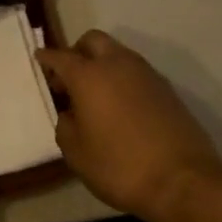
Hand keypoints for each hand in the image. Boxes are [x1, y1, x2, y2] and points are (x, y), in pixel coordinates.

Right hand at [36, 30, 221, 221]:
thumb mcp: (76, 153)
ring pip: (118, 54)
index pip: (60, 57)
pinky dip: (122, 80)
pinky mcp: (167, 90)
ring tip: (94, 97)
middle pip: (93, 41)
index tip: (39, 59)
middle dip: (77, 52)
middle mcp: (118, 65)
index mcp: (89, 76)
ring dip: (102, 65)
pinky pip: (136, 73)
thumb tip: (71, 114)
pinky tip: (119, 107)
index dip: (47, 58)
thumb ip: (65, 126)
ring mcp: (147, 75)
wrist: (182, 181)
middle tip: (68, 80)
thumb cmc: (119, 166)